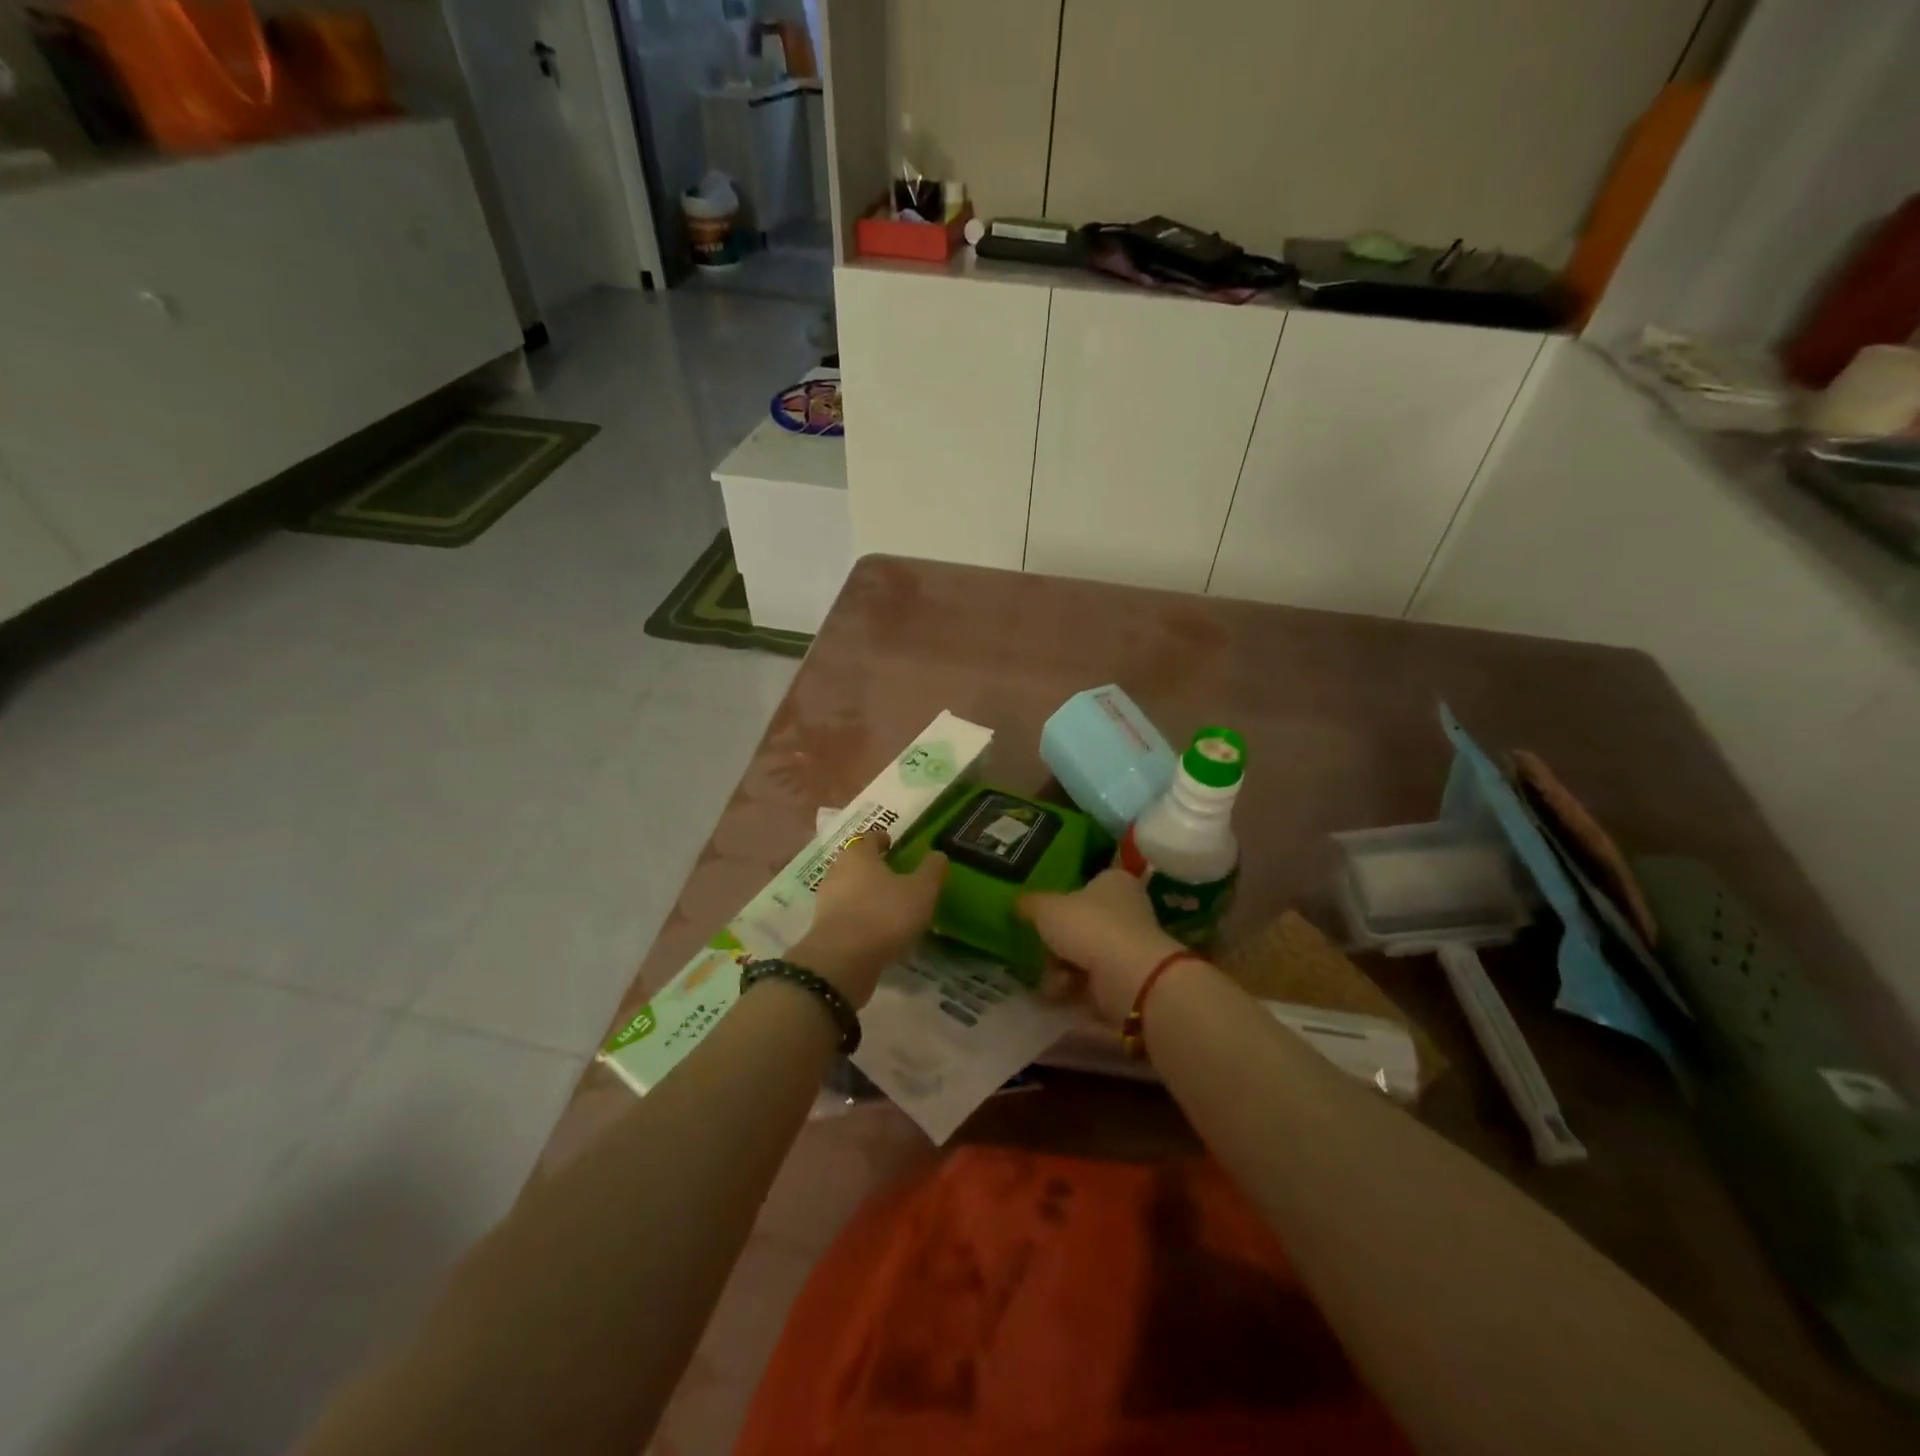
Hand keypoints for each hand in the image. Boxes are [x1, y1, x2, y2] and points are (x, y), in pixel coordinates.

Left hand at [787, 831, 946, 1006]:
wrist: (842, 961)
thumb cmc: (884, 914)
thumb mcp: (921, 891)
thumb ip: (931, 870)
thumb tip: (938, 854)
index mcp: (858, 854)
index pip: (869, 838)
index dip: (882, 839)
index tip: (893, 844)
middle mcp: (837, 871)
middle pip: (856, 862)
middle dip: (873, 866)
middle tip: (894, 874)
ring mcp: (827, 901)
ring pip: (849, 889)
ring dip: (866, 893)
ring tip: (888, 904)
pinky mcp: (824, 928)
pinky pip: (846, 914)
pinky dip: (860, 916)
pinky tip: (876, 929)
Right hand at [1019, 868, 1187, 1024]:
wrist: (1128, 978)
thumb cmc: (1088, 927)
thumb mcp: (1046, 908)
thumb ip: (1029, 904)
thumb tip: (1016, 903)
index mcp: (1114, 882)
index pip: (1085, 884)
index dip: (1060, 900)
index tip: (1039, 916)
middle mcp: (1127, 909)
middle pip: (1081, 923)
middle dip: (1056, 943)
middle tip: (1039, 952)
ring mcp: (1130, 945)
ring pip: (1084, 954)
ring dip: (1061, 969)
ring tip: (1049, 980)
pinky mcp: (1129, 978)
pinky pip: (1093, 981)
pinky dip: (1075, 989)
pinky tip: (1060, 994)